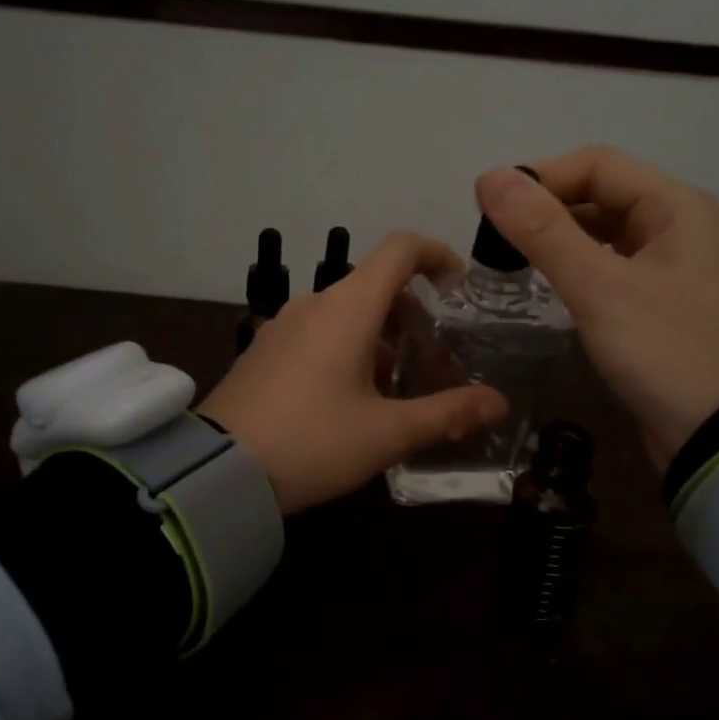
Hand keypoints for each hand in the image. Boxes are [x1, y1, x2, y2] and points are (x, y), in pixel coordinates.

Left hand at [202, 232, 507, 513]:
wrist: (218, 470)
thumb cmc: (312, 442)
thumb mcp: (386, 434)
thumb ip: (448, 414)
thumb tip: (499, 403)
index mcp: (347, 308)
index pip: (399, 249)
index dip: (437, 255)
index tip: (459, 286)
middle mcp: (313, 305)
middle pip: (375, 285)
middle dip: (415, 314)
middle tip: (437, 361)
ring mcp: (282, 327)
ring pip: (346, 313)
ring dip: (382, 336)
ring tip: (399, 386)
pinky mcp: (264, 352)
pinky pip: (318, 333)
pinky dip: (348, 348)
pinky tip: (352, 398)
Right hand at [475, 148, 718, 468]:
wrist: (718, 435)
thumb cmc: (662, 352)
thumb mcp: (598, 288)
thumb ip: (543, 232)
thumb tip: (488, 177)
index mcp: (676, 206)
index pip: (597, 165)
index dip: (540, 178)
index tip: (490, 208)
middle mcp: (678, 225)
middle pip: (600, 194)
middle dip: (546, 208)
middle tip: (494, 238)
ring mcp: (670, 265)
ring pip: (602, 231)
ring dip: (558, 237)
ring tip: (511, 258)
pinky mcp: (658, 301)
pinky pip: (608, 265)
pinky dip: (575, 266)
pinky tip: (547, 284)